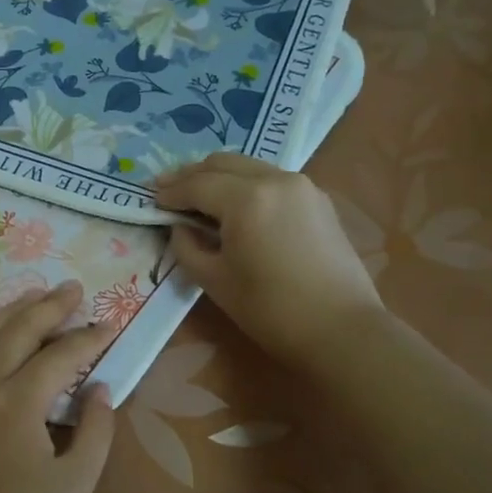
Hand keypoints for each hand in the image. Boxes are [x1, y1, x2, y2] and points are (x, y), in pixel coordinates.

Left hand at [0, 283, 116, 492]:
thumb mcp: (76, 484)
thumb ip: (95, 429)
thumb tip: (100, 388)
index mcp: (17, 403)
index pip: (59, 355)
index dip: (88, 338)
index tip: (109, 326)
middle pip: (17, 331)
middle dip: (49, 306)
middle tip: (73, 289)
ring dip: (12, 313)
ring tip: (36, 297)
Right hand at [154, 152, 383, 370]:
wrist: (342, 329)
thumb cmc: (270, 310)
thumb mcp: (214, 280)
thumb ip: (187, 246)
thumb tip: (180, 226)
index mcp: (246, 199)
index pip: (196, 185)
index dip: (170, 192)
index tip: (150, 199)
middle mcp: (274, 179)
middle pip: (221, 163)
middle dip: (191, 175)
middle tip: (167, 190)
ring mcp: (300, 185)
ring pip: (247, 166)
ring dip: (218, 176)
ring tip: (197, 195)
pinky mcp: (317, 198)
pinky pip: (270, 178)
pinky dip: (245, 183)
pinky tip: (234, 204)